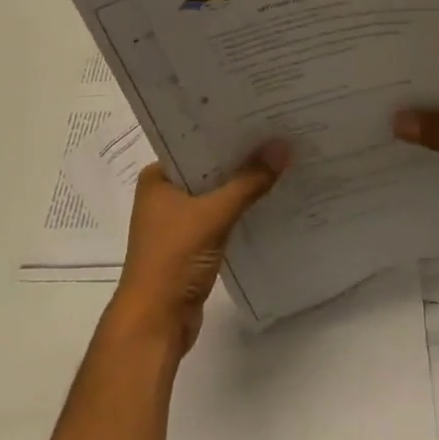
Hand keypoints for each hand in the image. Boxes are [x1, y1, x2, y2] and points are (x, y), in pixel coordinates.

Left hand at [108, 145, 289, 352]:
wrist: (155, 324)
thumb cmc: (173, 258)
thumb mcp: (213, 215)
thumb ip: (249, 182)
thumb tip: (283, 146)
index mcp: (157, 178)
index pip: (194, 142)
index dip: (226, 130)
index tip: (259, 116)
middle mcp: (164, 194)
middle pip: (208, 168)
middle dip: (240, 156)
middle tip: (277, 133)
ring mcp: (178, 221)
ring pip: (216, 193)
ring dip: (242, 184)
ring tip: (280, 160)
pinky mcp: (192, 245)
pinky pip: (221, 217)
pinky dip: (240, 209)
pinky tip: (269, 198)